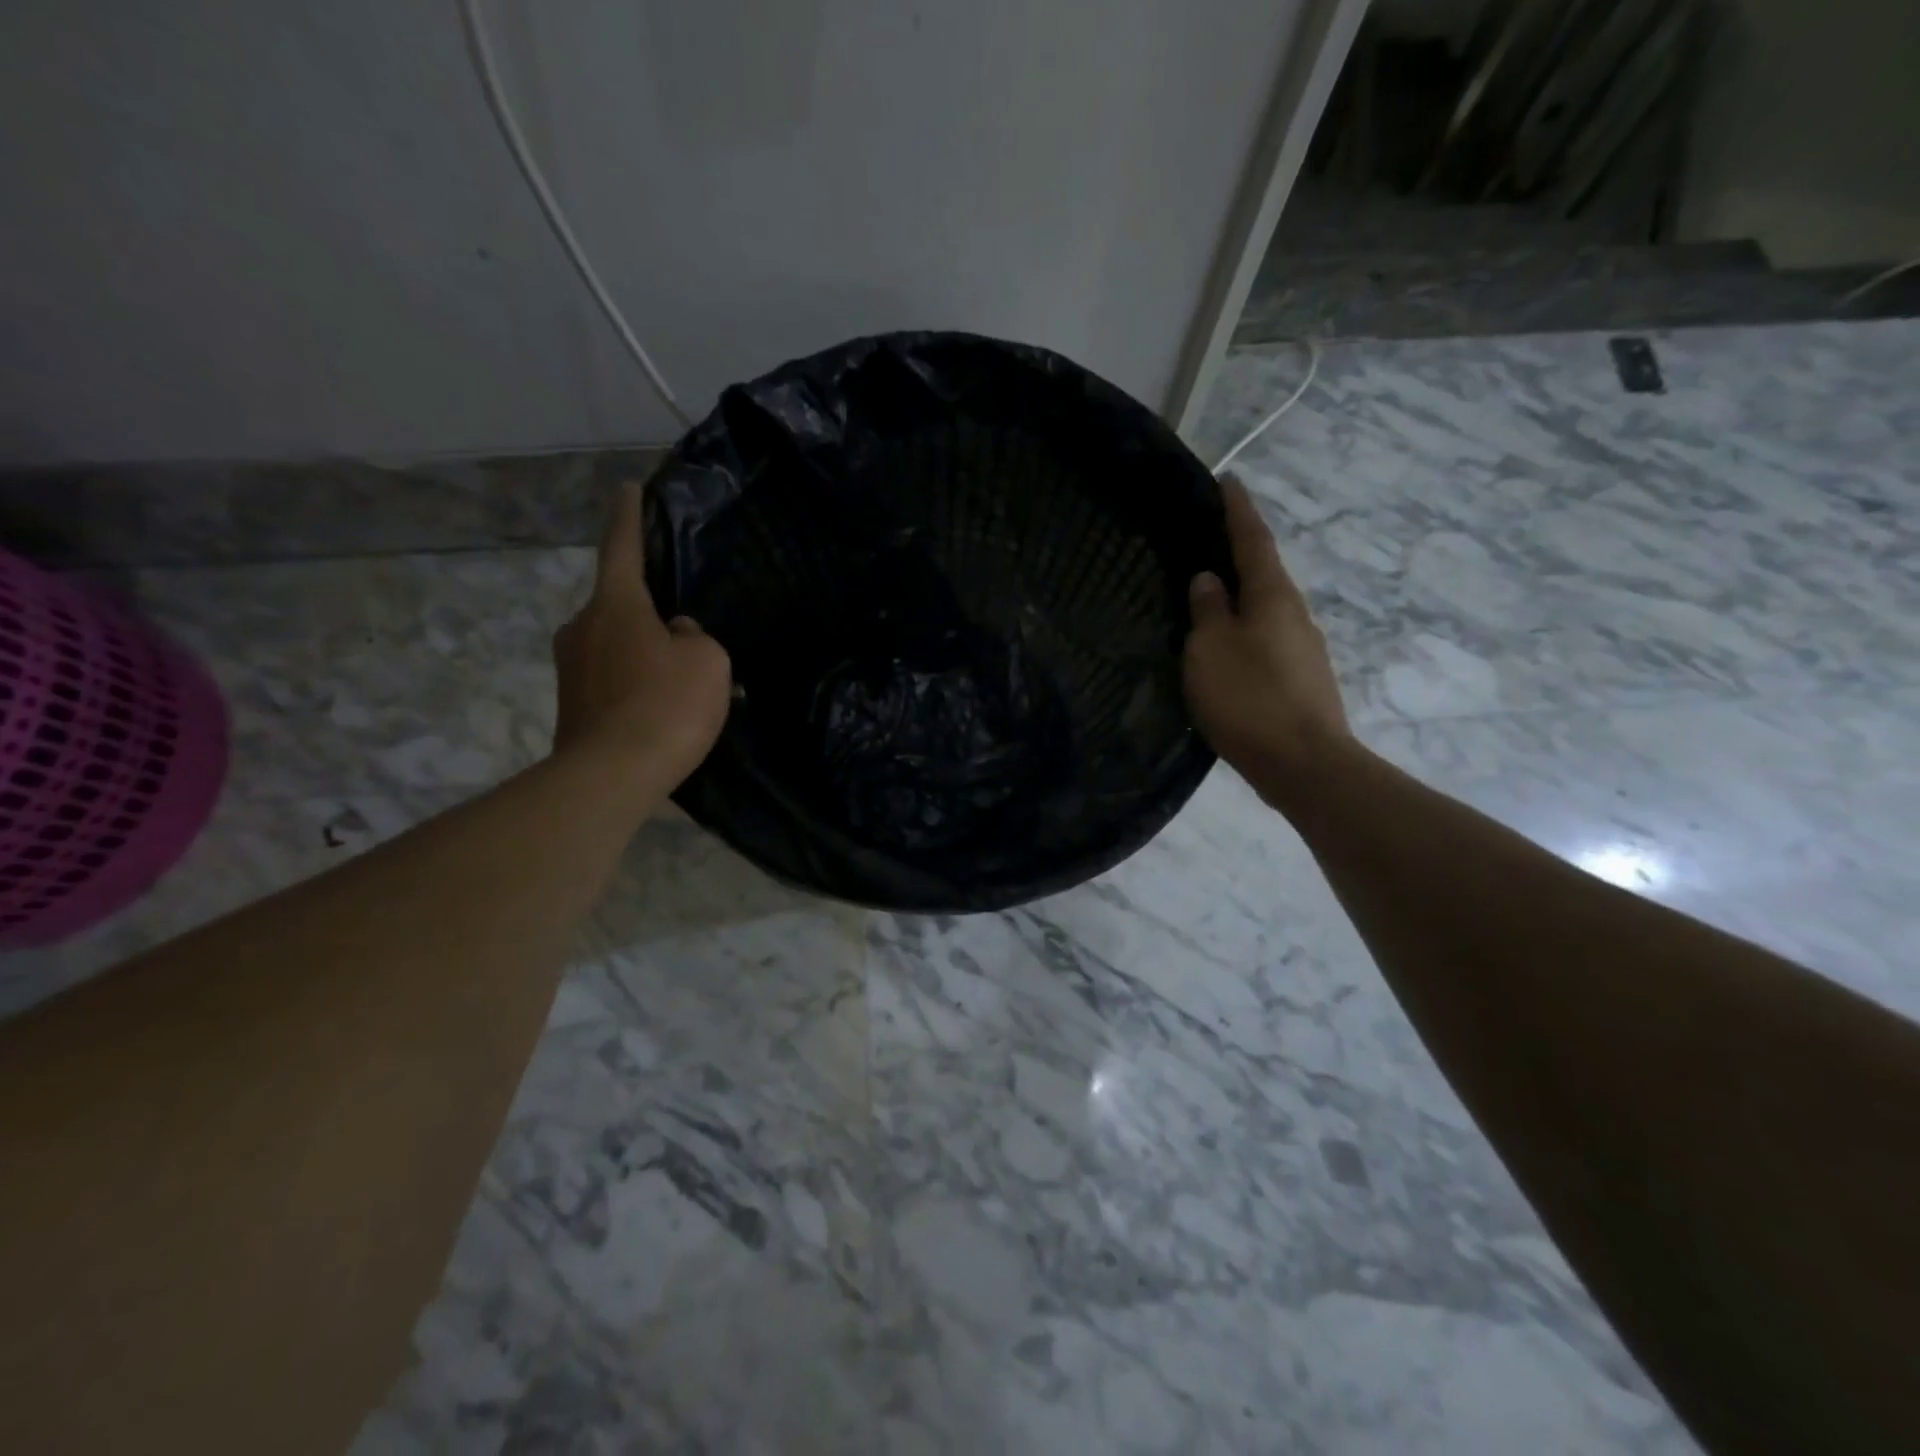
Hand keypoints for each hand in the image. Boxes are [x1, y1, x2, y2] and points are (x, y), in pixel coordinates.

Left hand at [552, 481, 732, 786]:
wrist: (611, 776)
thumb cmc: (666, 706)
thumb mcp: (707, 662)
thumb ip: (695, 637)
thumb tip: (674, 636)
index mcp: (616, 604)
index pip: (622, 546)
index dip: (628, 516)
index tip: (626, 488)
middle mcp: (583, 626)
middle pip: (621, 604)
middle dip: (649, 611)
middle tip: (685, 632)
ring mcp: (570, 667)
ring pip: (617, 645)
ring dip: (644, 653)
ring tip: (680, 680)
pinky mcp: (571, 704)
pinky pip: (612, 678)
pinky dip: (635, 683)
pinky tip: (661, 708)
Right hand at [1185, 475, 1350, 806]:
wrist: (1304, 764)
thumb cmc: (1249, 698)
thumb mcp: (1210, 649)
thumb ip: (1207, 610)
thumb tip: (1210, 579)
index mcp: (1272, 596)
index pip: (1253, 540)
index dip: (1239, 510)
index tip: (1229, 480)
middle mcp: (1295, 614)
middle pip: (1264, 573)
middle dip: (1240, 553)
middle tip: (1208, 541)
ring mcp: (1304, 648)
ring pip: (1266, 610)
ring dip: (1242, 597)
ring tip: (1210, 596)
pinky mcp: (1302, 680)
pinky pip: (1267, 640)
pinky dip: (1246, 631)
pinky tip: (1227, 647)